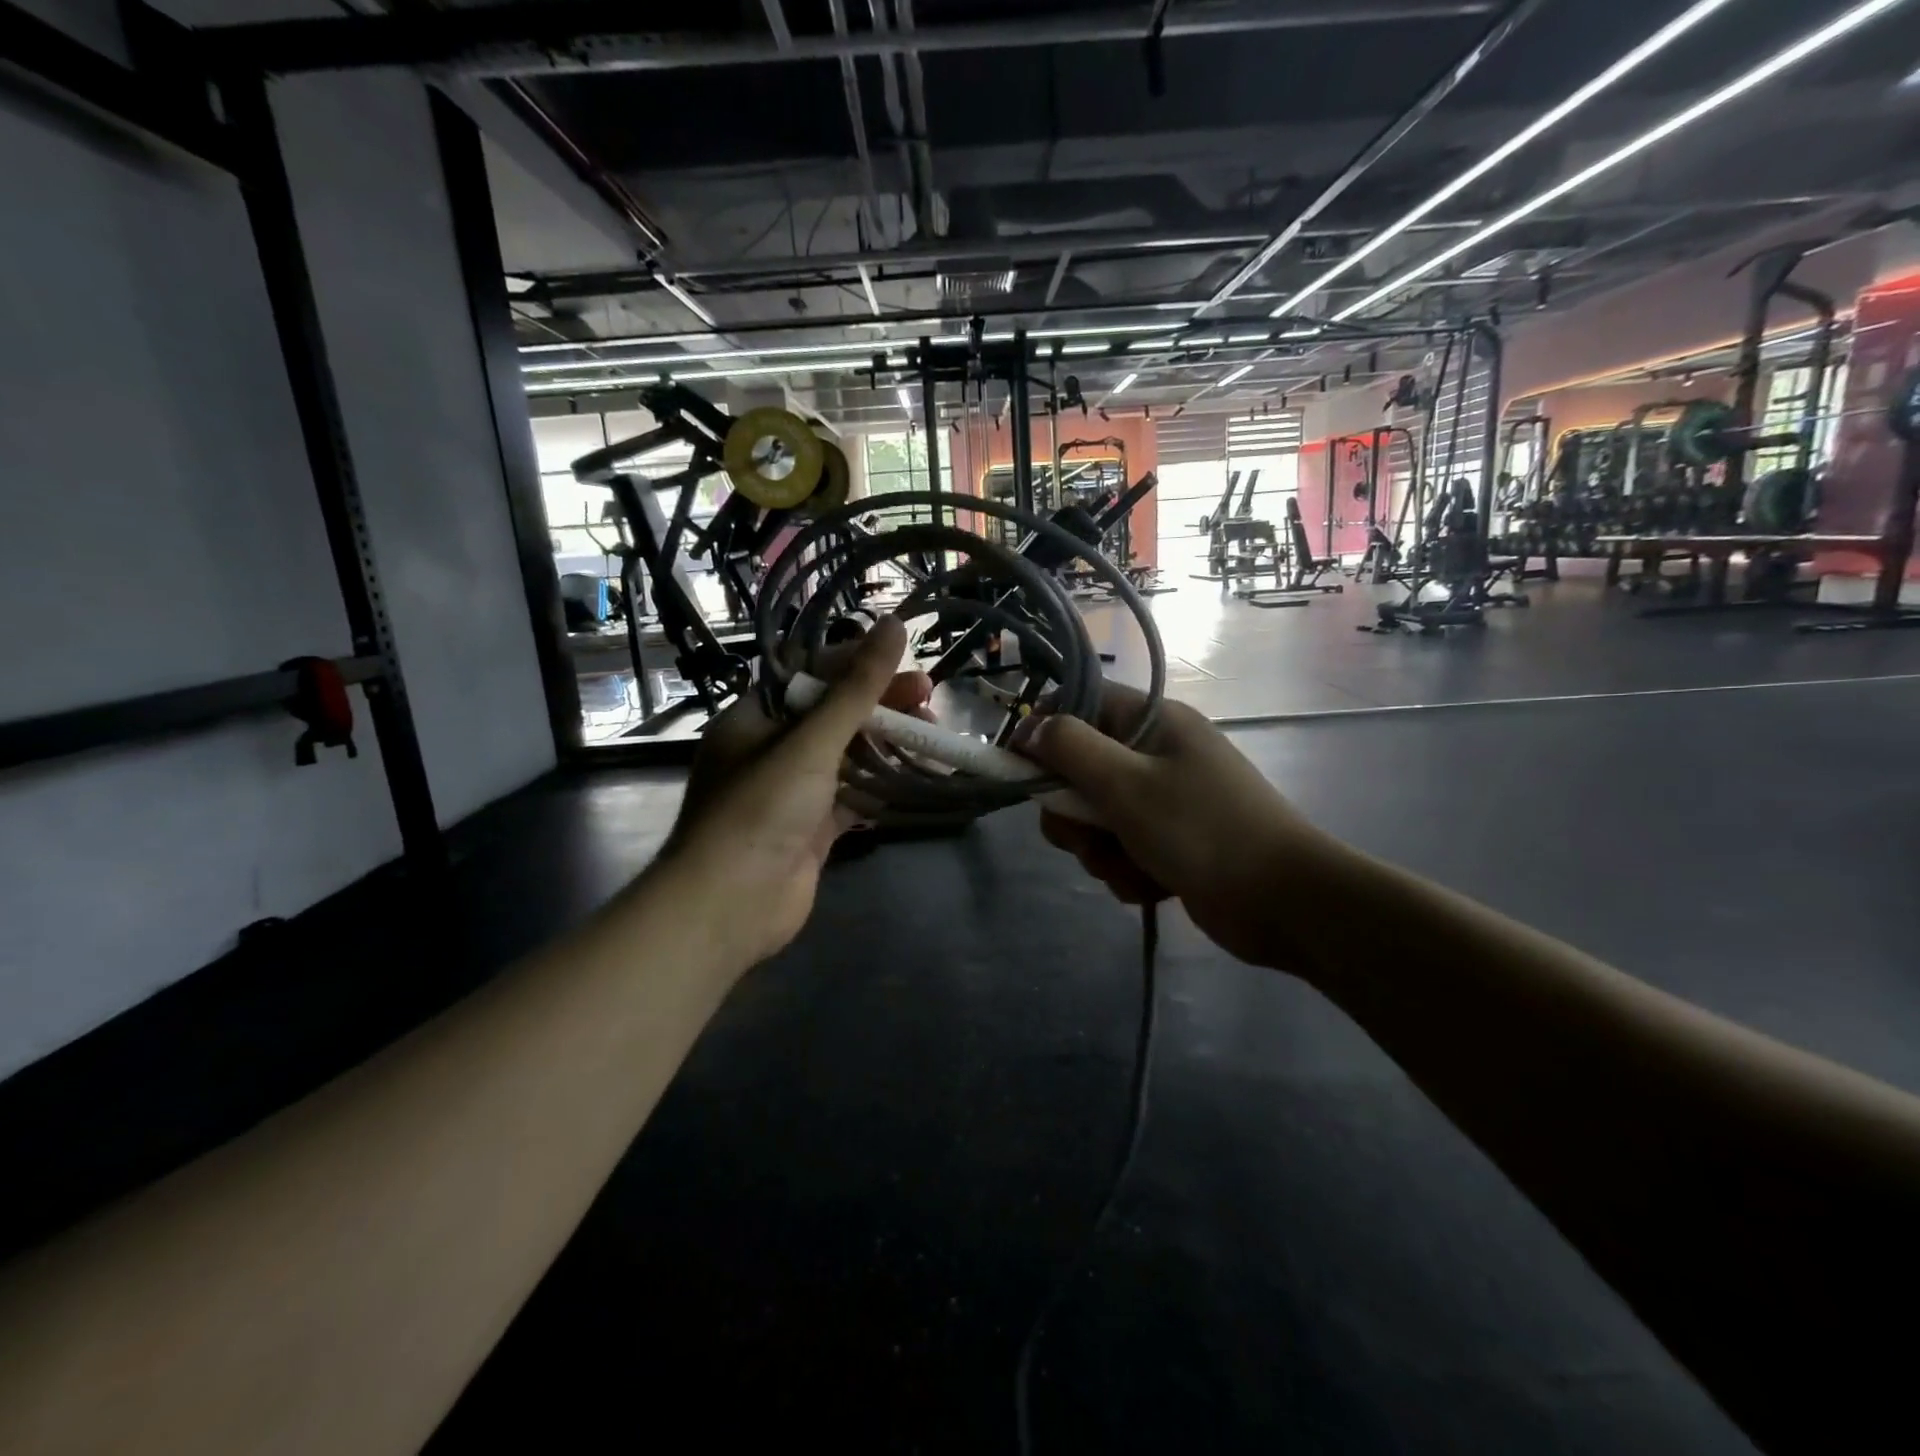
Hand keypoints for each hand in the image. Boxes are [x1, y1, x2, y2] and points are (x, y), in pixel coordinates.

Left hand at [660, 617, 930, 967]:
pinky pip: (851, 797)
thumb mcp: (811, 741)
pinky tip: (917, 777)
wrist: (730, 905)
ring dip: (887, 745)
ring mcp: (792, 792)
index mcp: (755, 718)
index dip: (858, 664)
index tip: (903, 660)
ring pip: (847, 757)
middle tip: (929, 698)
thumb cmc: (761, 809)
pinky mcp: (811, 829)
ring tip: (932, 735)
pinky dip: (881, 787)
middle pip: (834, 715)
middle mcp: (771, 750)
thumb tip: (892, 626)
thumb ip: (856, 688)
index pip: (811, 675)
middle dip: (881, 705)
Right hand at [1015, 688, 1344, 972]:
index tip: (1022, 769)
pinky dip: (1127, 871)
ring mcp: (1166, 801)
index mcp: (1153, 723)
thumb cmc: (1202, 830)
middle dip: (1073, 812)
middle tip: (1084, 835)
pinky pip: (1122, 849)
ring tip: (1127, 867)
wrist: (1283, 903)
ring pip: (1097, 818)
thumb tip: (1029, 728)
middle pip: (1081, 770)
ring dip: (1100, 850)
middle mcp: (1157, 755)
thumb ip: (1070, 749)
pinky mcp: (1170, 843)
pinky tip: (1150, 886)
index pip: (1081, 705)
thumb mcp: (1126, 784)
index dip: (1046, 732)